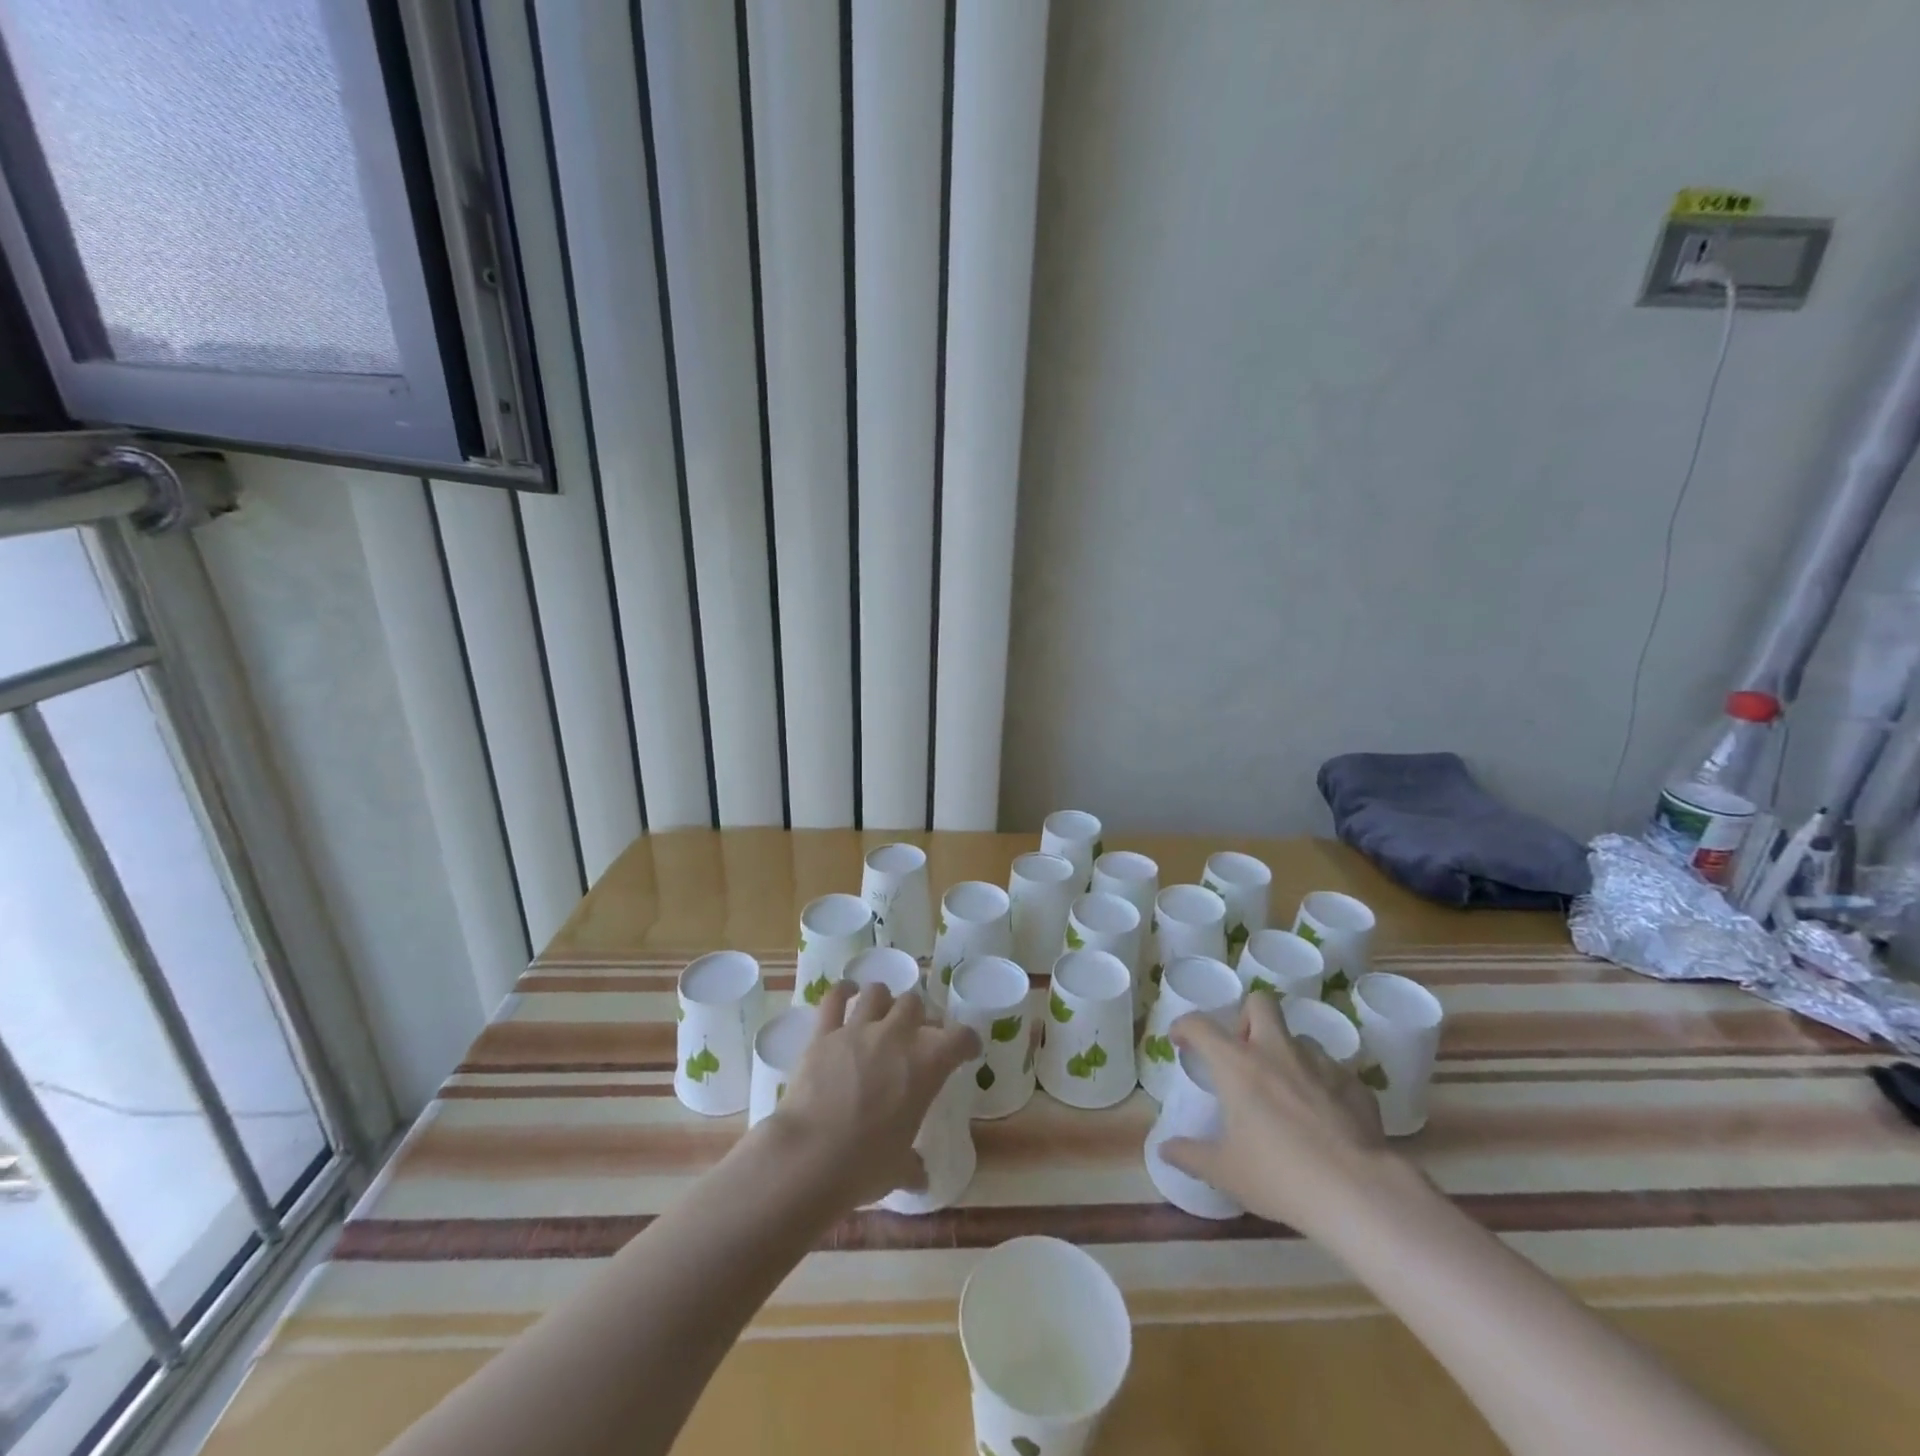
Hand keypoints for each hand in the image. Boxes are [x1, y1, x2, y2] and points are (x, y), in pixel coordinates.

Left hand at [767, 981, 980, 1210]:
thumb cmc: (866, 1165)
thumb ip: (913, 1166)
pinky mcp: (825, 1033)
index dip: (967, 1041)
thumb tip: (920, 1177)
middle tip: (915, 1033)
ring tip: (882, 1010)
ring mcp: (858, 1030)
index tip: (966, 1049)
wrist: (811, 1156)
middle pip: (915, 1004)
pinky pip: (835, 999)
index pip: (961, 1037)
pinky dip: (842, 992)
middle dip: (918, 1016)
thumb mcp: (900, 1169)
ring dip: (883, 999)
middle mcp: (897, 1036)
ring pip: (878, 993)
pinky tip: (846, 992)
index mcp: (927, 1065)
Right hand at [1160, 992, 1395, 1237]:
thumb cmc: (1279, 1176)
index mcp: (1238, 1064)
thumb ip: (1191, 1155)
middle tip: (1244, 1052)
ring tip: (1287, 1088)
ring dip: (1288, 1054)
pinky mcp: (1356, 1086)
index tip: (1180, 1040)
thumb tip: (1165, 1150)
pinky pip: (1334, 1072)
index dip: (1184, 1026)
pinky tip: (1325, 1117)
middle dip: (1247, 1018)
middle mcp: (1277, 1051)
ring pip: (1300, 1038)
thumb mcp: (1226, 1172)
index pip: (1200, 1024)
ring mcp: (1320, 1065)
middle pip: (1260, 1003)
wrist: (1358, 1193)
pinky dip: (1324, 1086)